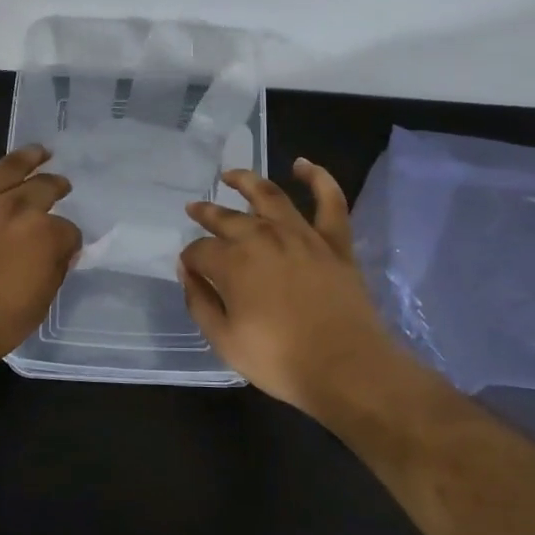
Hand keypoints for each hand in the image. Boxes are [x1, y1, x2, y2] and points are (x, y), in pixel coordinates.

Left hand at [0, 144, 82, 372]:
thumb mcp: (39, 307)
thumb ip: (54, 273)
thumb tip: (60, 253)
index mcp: (45, 235)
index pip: (68, 230)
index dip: (68, 240)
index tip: (64, 248)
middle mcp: (17, 209)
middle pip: (45, 187)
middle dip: (57, 186)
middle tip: (61, 186)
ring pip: (9, 166)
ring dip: (30, 156)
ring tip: (40, 152)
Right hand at [178, 159, 401, 413]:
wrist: (346, 368)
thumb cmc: (280, 360)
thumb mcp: (225, 341)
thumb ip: (200, 303)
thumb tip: (187, 273)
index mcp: (233, 263)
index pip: (200, 251)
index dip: (190, 258)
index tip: (188, 268)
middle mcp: (263, 238)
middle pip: (227, 218)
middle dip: (206, 213)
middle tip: (194, 209)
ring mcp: (301, 235)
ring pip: (270, 196)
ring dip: (246, 181)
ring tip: (230, 175)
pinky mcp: (334, 242)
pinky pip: (329, 201)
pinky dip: (317, 178)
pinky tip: (303, 165)